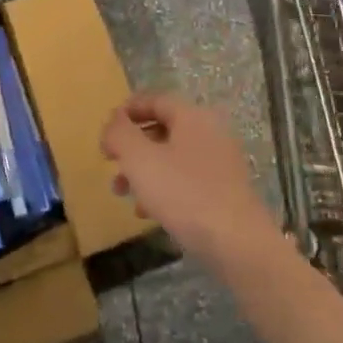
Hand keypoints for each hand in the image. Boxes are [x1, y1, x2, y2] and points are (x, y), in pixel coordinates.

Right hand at [100, 93, 277, 270]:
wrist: (236, 242)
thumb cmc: (184, 193)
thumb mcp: (140, 159)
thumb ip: (119, 134)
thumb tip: (113, 122)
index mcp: (193, 116)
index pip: (155, 100)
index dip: (127, 111)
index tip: (105, 130)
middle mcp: (211, 132)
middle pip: (163, 129)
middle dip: (132, 146)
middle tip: (110, 164)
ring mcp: (221, 162)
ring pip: (172, 157)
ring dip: (144, 171)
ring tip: (122, 192)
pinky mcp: (224, 190)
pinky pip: (186, 180)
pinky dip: (163, 188)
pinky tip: (148, 213)